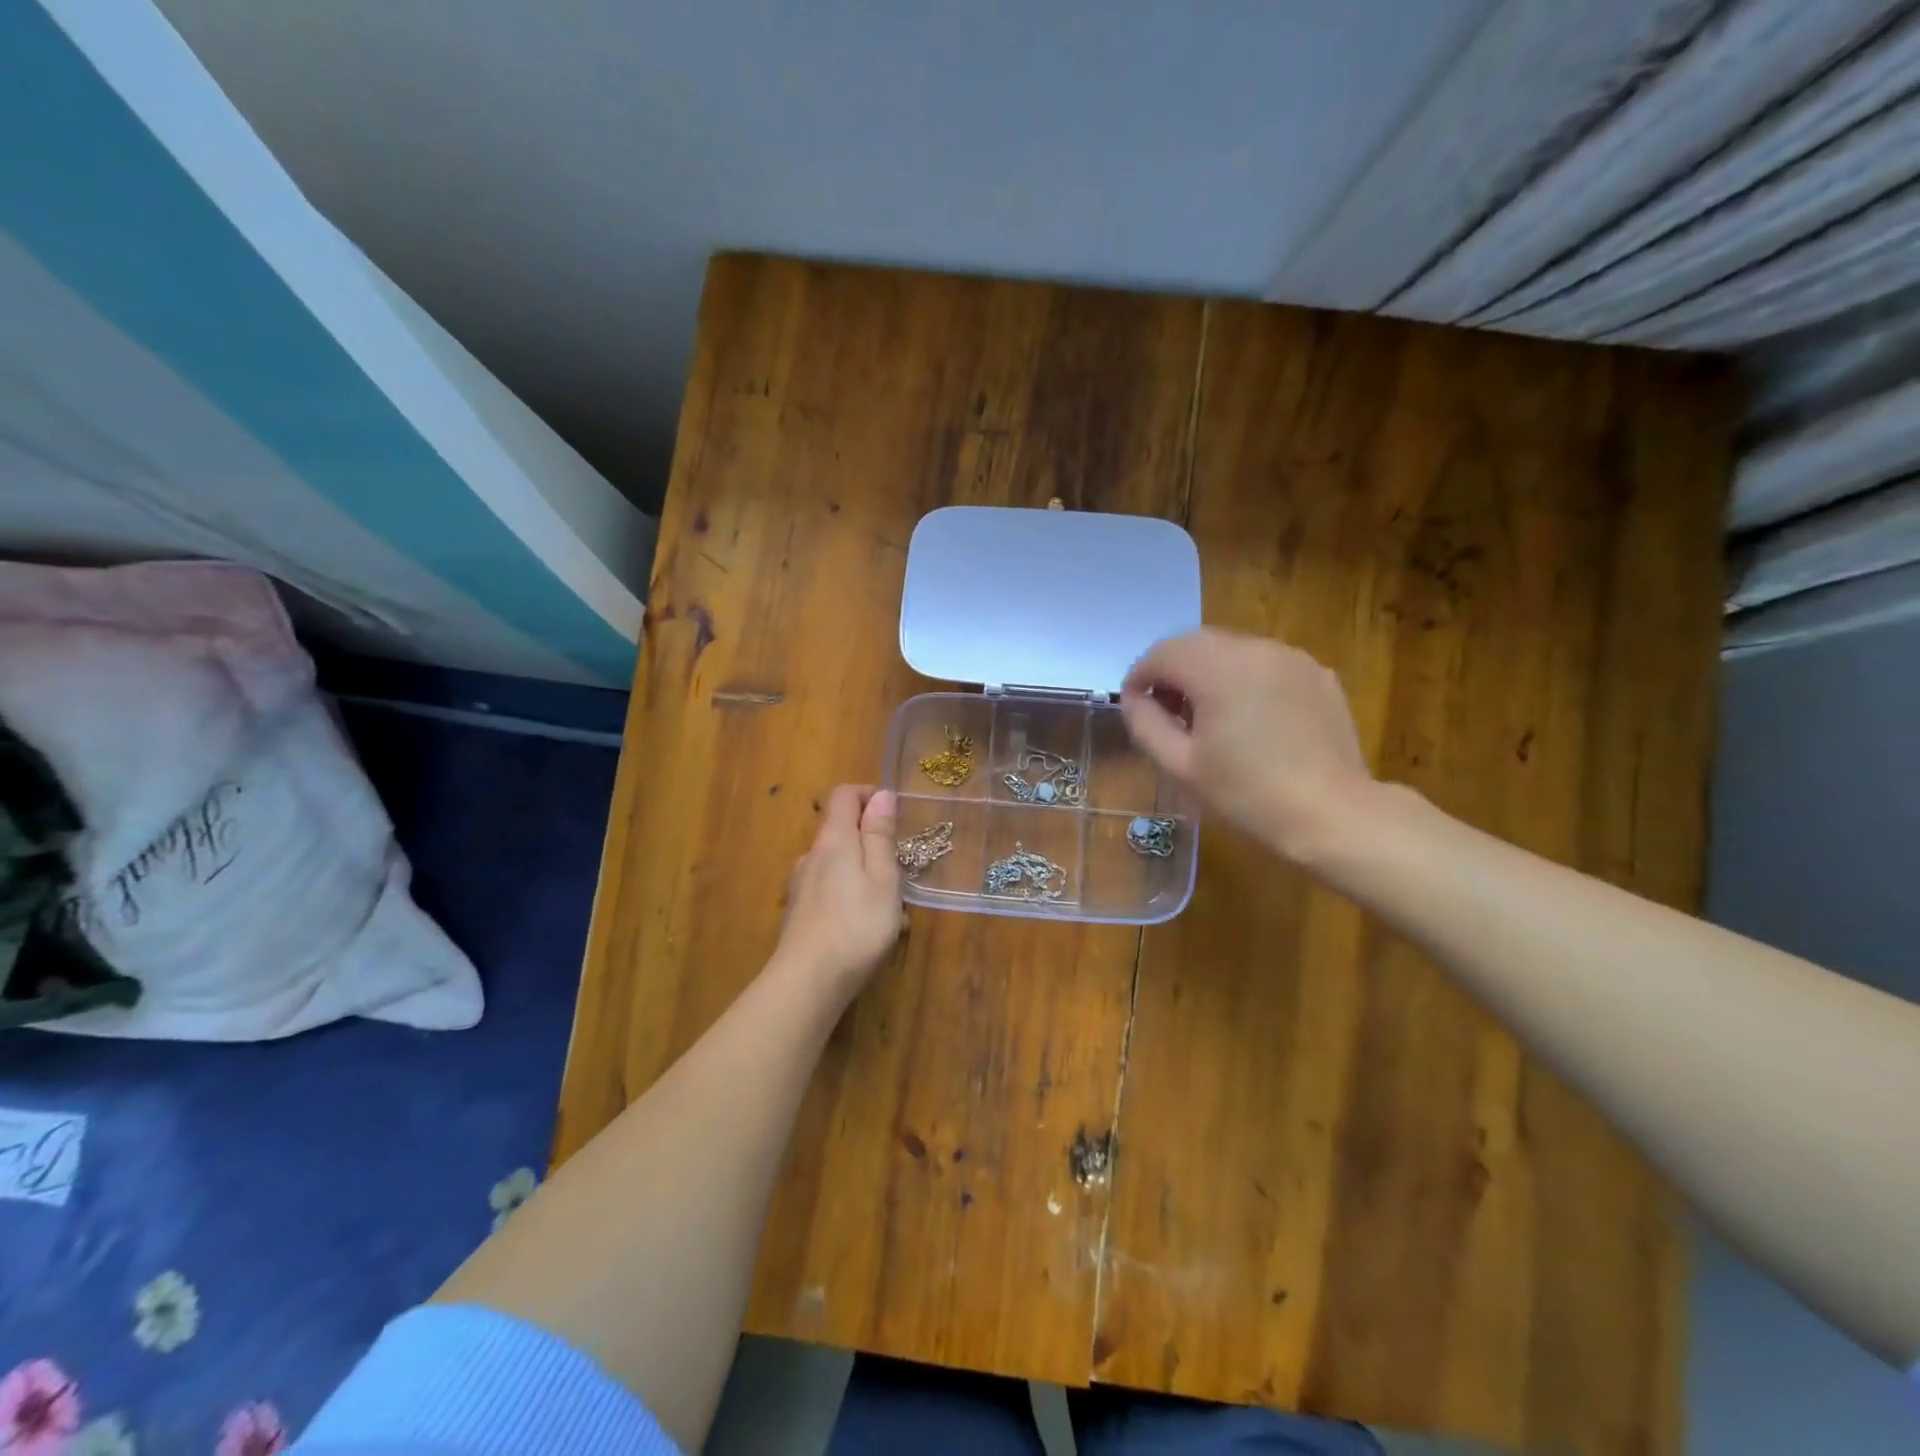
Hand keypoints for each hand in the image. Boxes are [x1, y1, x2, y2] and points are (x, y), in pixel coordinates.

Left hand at [774, 784, 904, 998]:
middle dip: (871, 840)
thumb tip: (881, 795)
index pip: (844, 795)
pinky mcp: (799, 913)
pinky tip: (866, 929)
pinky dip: (850, 896)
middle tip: (900, 869)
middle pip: (841, 830)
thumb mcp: (883, 878)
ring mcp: (801, 885)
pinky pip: (829, 890)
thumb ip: (880, 836)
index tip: (894, 815)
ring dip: (863, 873)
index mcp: (834, 840)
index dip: (869, 794)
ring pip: (837, 864)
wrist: (807, 982)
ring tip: (890, 907)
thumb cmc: (856, 926)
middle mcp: (812, 855)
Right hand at [1121, 629, 1375, 863]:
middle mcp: (1255, 649)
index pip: (1162, 653)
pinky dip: (1245, 680)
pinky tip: (1251, 720)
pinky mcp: (1318, 674)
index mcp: (1218, 669)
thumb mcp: (1180, 765)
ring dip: (1208, 673)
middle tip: (1167, 712)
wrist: (1331, 814)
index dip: (1139, 676)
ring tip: (1209, 717)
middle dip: (1172, 670)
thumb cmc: (1246, 794)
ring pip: (1232, 650)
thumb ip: (1145, 724)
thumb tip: (1133, 699)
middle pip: (1196, 643)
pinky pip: (1266, 664)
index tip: (1134, 706)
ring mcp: (1292, 658)